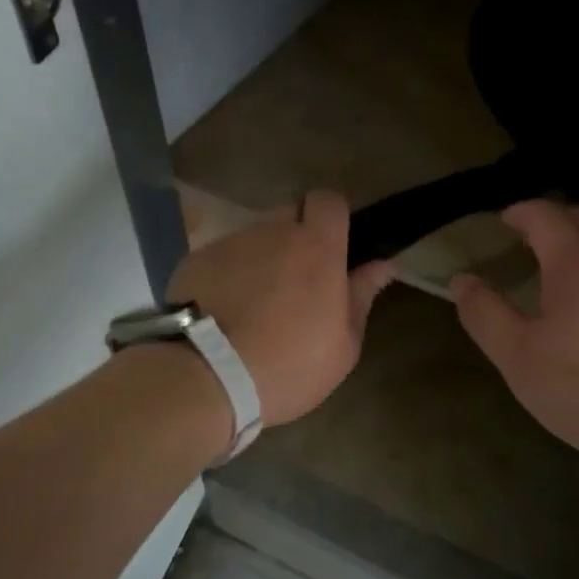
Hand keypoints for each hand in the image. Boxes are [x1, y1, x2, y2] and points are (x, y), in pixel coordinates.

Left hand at [169, 189, 396, 428]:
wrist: (205, 378)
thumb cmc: (288, 366)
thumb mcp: (342, 345)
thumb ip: (362, 296)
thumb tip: (383, 265)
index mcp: (317, 247)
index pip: (329, 200)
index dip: (334, 217)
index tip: (335, 247)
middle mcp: (273, 232)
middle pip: (290, 215)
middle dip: (297, 237)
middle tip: (298, 280)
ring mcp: (231, 243)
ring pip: (255, 238)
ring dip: (262, 259)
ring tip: (255, 303)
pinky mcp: (196, 260)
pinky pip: (223, 257)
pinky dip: (228, 275)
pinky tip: (224, 311)